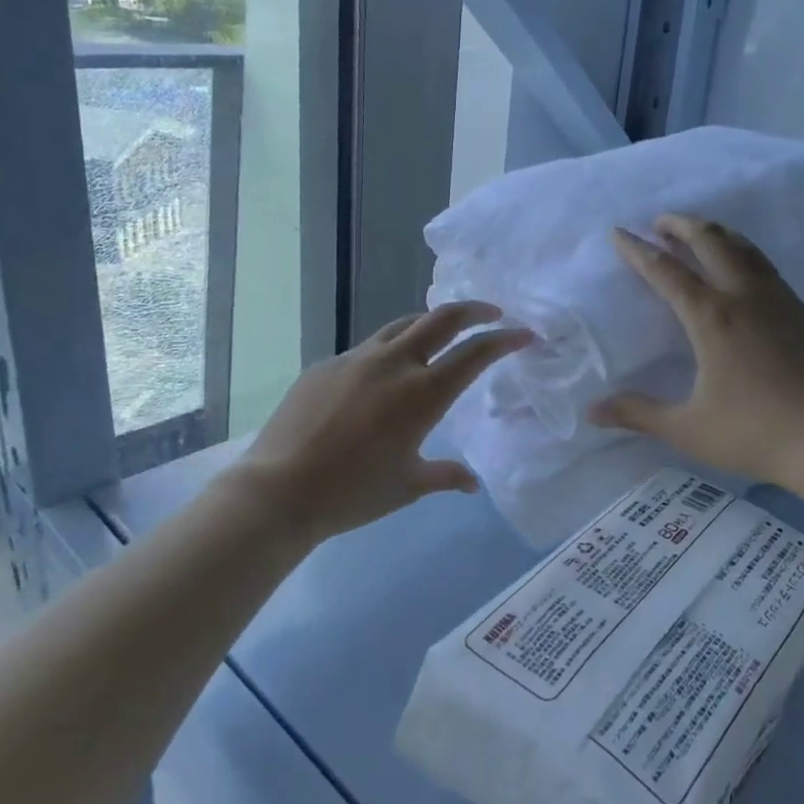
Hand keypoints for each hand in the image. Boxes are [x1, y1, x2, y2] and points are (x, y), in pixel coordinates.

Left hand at [236, 302, 532, 541]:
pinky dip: (389, 351)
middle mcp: (395, 364)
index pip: (475, 353)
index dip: (504, 340)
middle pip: (442, 319)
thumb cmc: (353, 493)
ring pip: (403, 326)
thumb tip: (472, 483)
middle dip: (474, 310)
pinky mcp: (327, 364)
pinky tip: (382, 376)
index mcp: (423, 394)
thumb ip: (445, 476)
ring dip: (430, 324)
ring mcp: (357, 359)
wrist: (279, 491)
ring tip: (440, 334)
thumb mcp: (407, 486)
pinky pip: (368, 348)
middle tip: (492, 314)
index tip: (524, 334)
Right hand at [589, 215, 803, 489]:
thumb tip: (592, 410)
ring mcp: (781, 301)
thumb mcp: (688, 428)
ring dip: (717, 234)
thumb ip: (638, 414)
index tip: (619, 233)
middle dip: (681, 224)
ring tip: (700, 233)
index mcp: (711, 317)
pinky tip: (745, 275)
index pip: (666, 271)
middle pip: (711, 241)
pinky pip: (769, 271)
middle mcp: (745, 296)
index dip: (638, 251)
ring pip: (745, 249)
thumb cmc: (755, 433)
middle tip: (661, 221)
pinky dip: (746, 257)